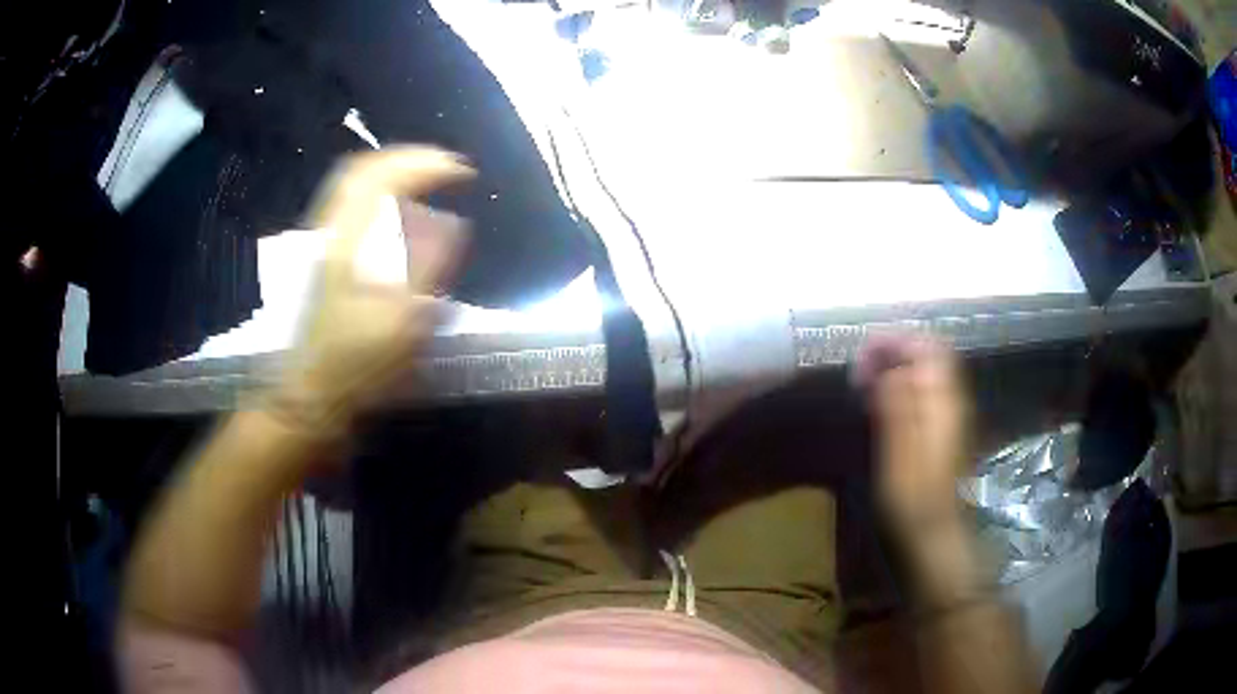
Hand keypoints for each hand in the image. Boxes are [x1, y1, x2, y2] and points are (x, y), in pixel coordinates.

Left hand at [277, 147, 473, 428]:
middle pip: (363, 169)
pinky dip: (378, 191)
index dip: (427, 165)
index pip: (385, 177)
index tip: (464, 173)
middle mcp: (332, 231)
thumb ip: (427, 266)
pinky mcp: (324, 256)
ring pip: (354, 184)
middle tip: (446, 167)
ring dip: (393, 171)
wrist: (312, 391)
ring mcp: (324, 242)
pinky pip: (349, 204)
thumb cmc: (358, 363)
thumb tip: (450, 223)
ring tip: (427, 178)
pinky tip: (397, 206)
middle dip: (409, 158)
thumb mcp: (403, 321)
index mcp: (350, 243)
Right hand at [855, 333, 969, 536]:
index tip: (862, 357)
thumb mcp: (900, 456)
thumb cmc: (913, 499)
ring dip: (899, 365)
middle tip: (863, 368)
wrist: (936, 532)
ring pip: (930, 369)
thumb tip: (892, 367)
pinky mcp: (946, 427)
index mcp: (943, 402)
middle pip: (930, 353)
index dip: (894, 342)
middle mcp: (953, 399)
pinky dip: (905, 382)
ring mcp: (952, 413)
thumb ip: (899, 407)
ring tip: (868, 381)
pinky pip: (928, 388)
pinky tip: (885, 401)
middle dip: (895, 349)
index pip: (926, 348)